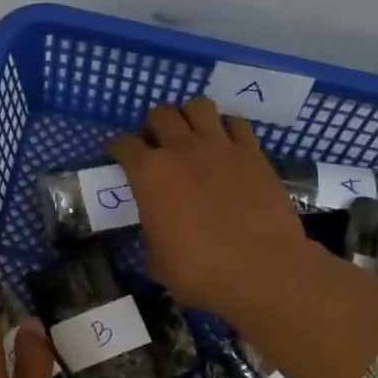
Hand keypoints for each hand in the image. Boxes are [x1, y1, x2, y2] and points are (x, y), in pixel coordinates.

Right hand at [107, 99, 312, 320]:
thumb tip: (159, 229)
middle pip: (160, 114)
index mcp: (149, 174)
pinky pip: (237, 124)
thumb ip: (153, 233)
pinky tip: (227, 146)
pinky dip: (228, 129)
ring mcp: (220, 147)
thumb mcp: (158, 260)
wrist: (259, 268)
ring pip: (198, 106)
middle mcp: (182, 150)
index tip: (119, 155)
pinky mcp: (252, 153)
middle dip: (154, 126)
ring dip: (189, 117)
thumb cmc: (199, 271)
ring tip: (192, 136)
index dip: (118, 148)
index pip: (124, 145)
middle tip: (157, 146)